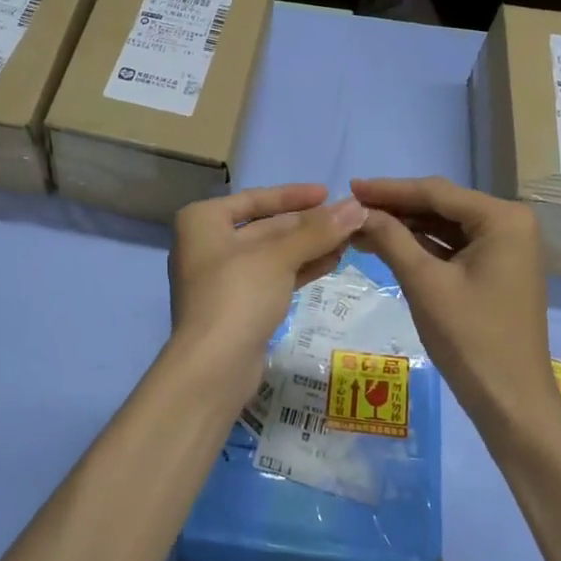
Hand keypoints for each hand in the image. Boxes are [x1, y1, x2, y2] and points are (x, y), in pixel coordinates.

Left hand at [166, 184, 367, 400]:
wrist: (213, 368)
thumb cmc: (238, 295)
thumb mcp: (279, 257)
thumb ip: (318, 231)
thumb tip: (358, 208)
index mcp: (203, 221)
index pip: (255, 198)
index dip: (293, 196)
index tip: (328, 193)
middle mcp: (207, 244)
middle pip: (265, 227)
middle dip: (307, 225)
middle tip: (348, 220)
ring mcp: (221, 278)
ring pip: (272, 254)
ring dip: (309, 247)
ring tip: (348, 241)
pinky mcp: (237, 306)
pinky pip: (272, 277)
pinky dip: (299, 269)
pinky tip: (332, 262)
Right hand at [350, 176, 560, 431]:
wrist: (512, 403)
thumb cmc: (471, 339)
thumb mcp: (425, 284)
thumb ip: (391, 239)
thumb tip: (358, 211)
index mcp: (503, 219)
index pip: (436, 192)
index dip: (389, 189)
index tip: (350, 187)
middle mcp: (510, 224)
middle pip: (442, 205)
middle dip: (396, 208)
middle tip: (351, 208)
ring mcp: (506, 247)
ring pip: (445, 226)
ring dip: (405, 227)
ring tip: (360, 227)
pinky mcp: (497, 269)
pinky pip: (454, 246)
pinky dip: (422, 247)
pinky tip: (387, 245)